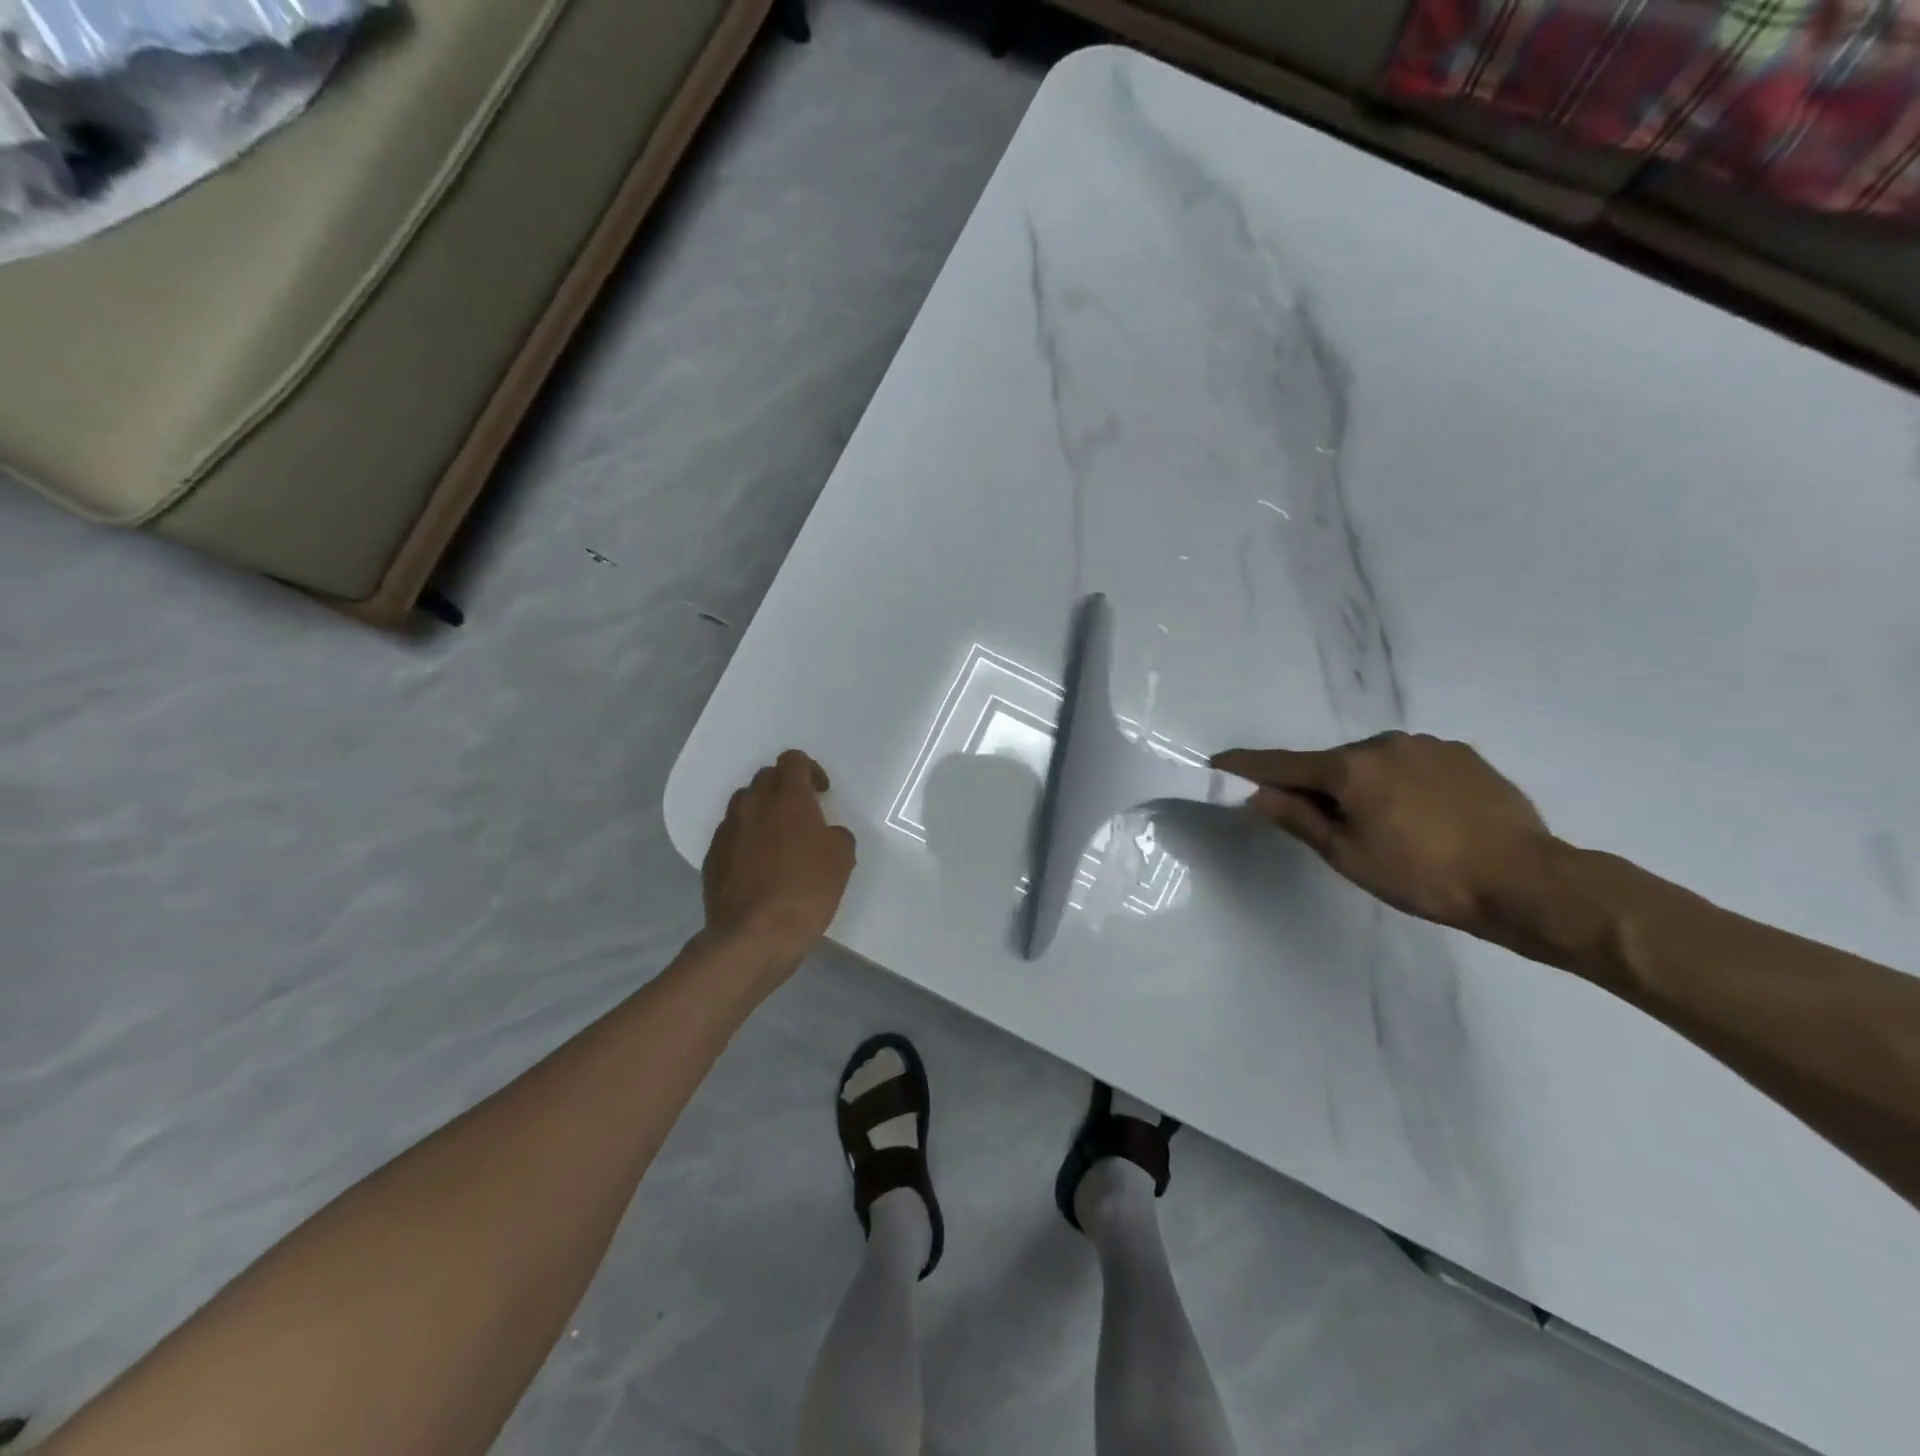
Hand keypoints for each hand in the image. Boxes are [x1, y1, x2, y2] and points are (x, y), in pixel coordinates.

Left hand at [703, 750, 856, 966]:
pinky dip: (746, 839)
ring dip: (762, 812)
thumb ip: (836, 835)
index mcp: (787, 798)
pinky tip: (758, 866)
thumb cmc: (805, 891)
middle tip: (802, 815)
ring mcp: (728, 830)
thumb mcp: (841, 860)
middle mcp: (753, 805)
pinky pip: (731, 834)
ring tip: (777, 839)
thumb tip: (826, 834)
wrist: (753, 935)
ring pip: (745, 804)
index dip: (810, 771)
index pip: (793, 760)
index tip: (821, 794)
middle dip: (784, 788)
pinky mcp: (712, 857)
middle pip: (766, 778)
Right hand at [1213, 734, 1564, 945]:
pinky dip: (1401, 784)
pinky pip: (1412, 764)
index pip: (1283, 764)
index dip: (1248, 765)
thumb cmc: (1423, 876)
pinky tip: (1424, 816)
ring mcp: (1427, 745)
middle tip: (1329, 826)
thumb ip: (1298, 818)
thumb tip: (1257, 795)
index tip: (1219, 761)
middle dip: (1319, 787)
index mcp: (1350, 767)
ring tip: (1389, 828)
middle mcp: (1384, 743)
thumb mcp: (1349, 855)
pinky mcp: (1462, 755)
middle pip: (1331, 764)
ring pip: (1374, 763)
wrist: (1527, 881)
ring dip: (1364, 785)